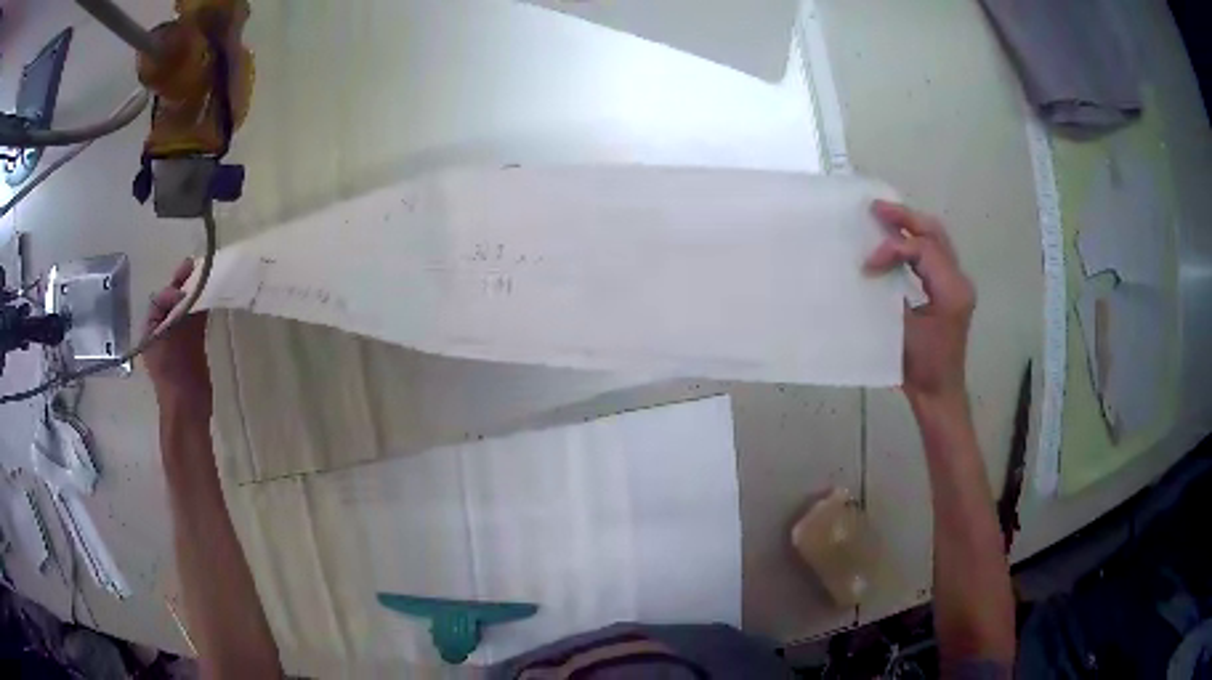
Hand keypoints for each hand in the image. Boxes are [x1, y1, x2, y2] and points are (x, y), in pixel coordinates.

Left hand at [144, 259, 211, 411]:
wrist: (187, 406)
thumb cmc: (171, 374)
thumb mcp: (165, 341)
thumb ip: (172, 315)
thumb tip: (183, 291)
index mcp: (152, 330)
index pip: (159, 300)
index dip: (170, 290)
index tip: (182, 290)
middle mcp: (164, 330)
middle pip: (173, 300)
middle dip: (182, 283)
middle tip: (193, 264)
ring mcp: (180, 337)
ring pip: (186, 307)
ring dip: (194, 292)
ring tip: (205, 274)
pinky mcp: (194, 344)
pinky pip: (198, 319)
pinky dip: (203, 306)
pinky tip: (212, 294)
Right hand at [864, 200, 975, 409]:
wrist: (940, 393)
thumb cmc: (922, 369)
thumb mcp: (904, 331)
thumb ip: (894, 293)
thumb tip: (873, 267)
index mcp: (952, 291)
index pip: (923, 250)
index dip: (892, 249)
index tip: (867, 265)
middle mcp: (960, 281)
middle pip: (936, 234)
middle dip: (905, 218)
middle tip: (876, 208)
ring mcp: (957, 284)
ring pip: (937, 240)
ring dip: (910, 227)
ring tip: (883, 217)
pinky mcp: (950, 290)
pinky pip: (934, 255)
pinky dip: (915, 244)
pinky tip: (897, 243)